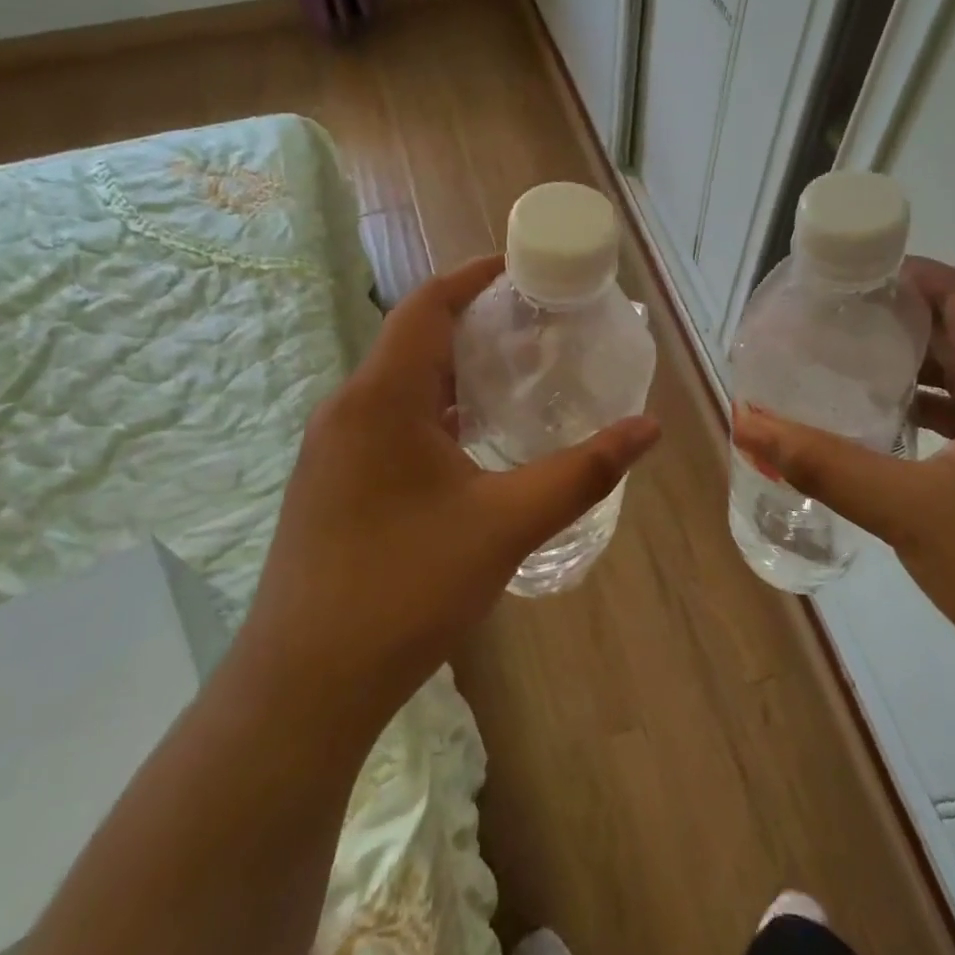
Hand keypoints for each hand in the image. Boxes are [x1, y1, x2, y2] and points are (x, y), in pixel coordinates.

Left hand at [239, 256, 660, 734]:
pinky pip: (386, 423)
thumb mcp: (506, 524)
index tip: (521, 269)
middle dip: (475, 326)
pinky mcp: (329, 485)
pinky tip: (470, 446)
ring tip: (515, 381)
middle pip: (414, 341)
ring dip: (453, 374)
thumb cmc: (406, 587)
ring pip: (399, 387)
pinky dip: (432, 413)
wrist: (305, 684)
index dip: (473, 276)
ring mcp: (331, 450)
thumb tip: (648, 428)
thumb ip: (582, 472)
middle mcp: (347, 410)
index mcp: (381, 398)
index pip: (427, 305)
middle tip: (537, 331)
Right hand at [732, 258, 954, 703]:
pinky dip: (949, 409)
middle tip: (837, 324)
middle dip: (906, 321)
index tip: (846, 279)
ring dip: (926, 367)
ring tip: (858, 367)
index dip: (906, 277)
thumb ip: (822, 462)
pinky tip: (903, 429)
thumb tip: (746, 424)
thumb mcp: (907, 510)